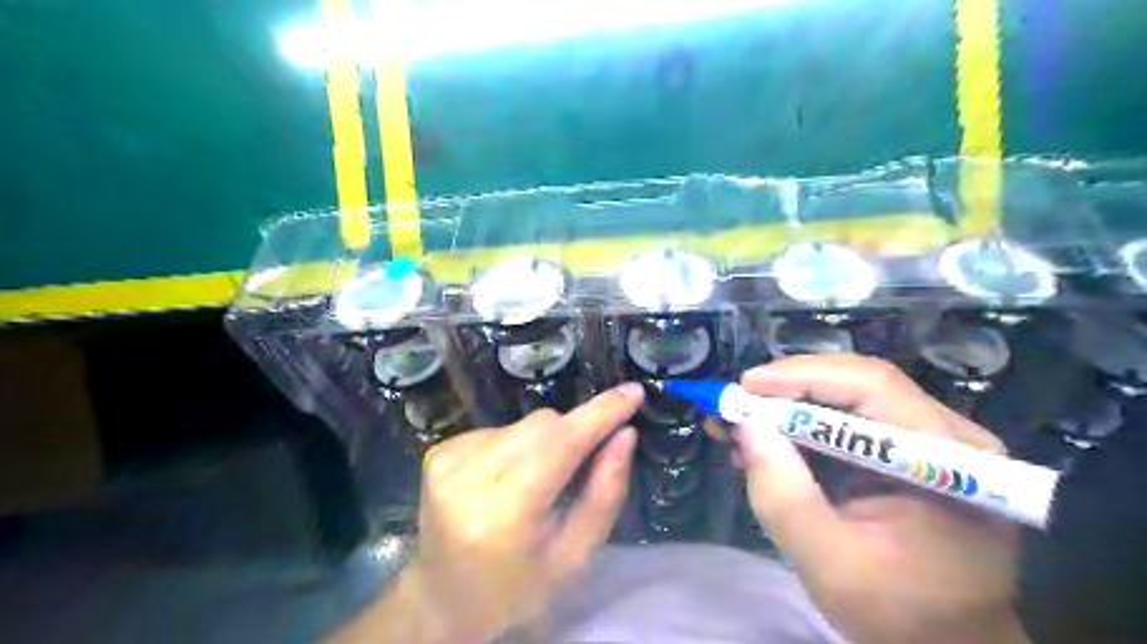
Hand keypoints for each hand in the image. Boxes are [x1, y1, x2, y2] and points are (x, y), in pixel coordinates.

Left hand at [403, 383, 641, 638]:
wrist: (444, 597)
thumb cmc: (517, 587)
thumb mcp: (574, 556)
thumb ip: (604, 493)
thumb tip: (625, 435)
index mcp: (506, 513)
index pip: (562, 445)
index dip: (600, 414)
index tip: (633, 392)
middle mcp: (469, 476)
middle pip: (544, 425)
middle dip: (573, 434)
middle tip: (583, 466)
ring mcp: (448, 459)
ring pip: (524, 423)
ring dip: (545, 443)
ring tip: (537, 483)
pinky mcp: (439, 450)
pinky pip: (501, 428)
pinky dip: (517, 446)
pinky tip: (508, 479)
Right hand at [720, 354, 1026, 642]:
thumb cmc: (899, 615)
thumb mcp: (829, 562)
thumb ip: (783, 493)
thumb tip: (744, 424)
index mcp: (950, 460)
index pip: (873, 387)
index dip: (804, 376)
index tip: (746, 386)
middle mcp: (947, 436)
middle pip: (857, 385)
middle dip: (787, 391)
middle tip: (734, 404)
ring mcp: (928, 442)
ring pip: (845, 399)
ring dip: (786, 408)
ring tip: (736, 424)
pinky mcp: (904, 453)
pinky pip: (845, 423)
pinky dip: (797, 428)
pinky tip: (761, 442)